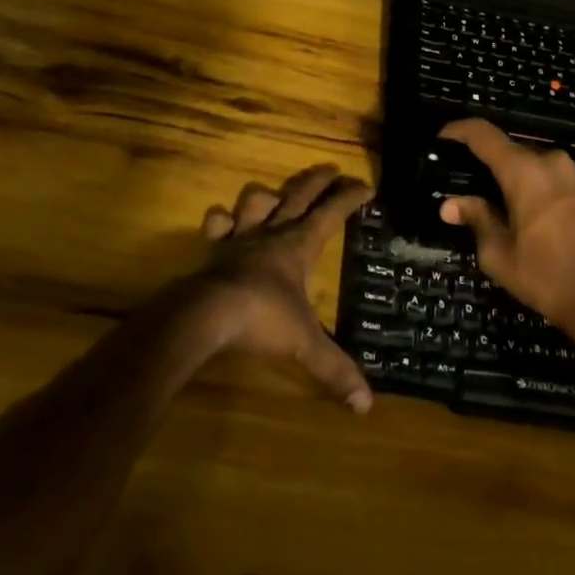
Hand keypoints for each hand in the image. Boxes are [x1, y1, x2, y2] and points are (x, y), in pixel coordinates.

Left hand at [189, 163, 373, 413]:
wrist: (208, 315)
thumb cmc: (262, 319)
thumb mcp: (305, 345)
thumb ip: (334, 369)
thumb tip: (366, 405)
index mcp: (300, 245)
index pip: (332, 213)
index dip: (350, 198)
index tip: (367, 185)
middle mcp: (273, 233)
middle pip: (299, 195)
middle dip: (318, 180)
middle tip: (332, 169)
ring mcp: (241, 238)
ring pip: (256, 200)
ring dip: (268, 195)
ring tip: (275, 195)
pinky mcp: (215, 249)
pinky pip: (217, 225)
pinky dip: (220, 221)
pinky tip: (222, 222)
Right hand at [437, 119, 574, 340]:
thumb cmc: (547, 276)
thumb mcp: (500, 254)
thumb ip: (476, 219)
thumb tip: (450, 204)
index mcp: (525, 171)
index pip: (484, 134)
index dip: (458, 131)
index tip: (441, 138)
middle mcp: (550, 163)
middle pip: (508, 150)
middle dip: (483, 161)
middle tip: (461, 181)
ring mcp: (573, 177)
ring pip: (530, 165)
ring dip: (508, 177)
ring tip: (486, 200)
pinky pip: (548, 179)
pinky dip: (528, 187)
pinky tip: (517, 212)